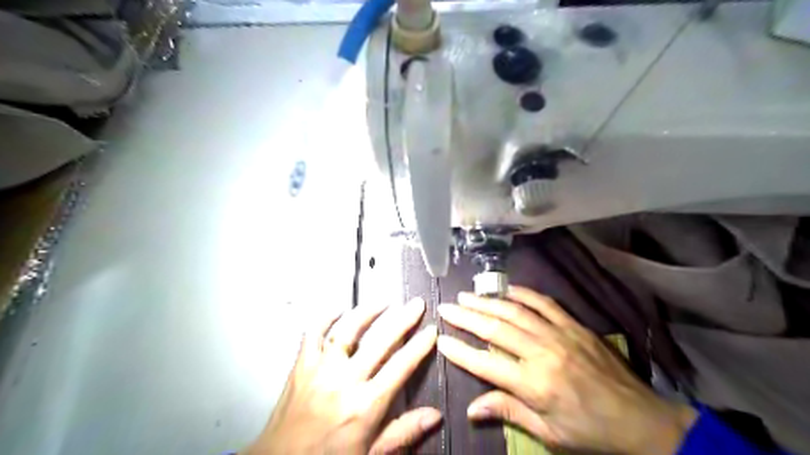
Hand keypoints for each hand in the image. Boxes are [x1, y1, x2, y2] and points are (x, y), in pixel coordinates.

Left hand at [251, 299, 441, 454]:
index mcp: (365, 405)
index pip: (400, 367)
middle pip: (380, 342)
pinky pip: (312, 334)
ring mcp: (320, 370)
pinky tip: (337, 310)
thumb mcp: (370, 453)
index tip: (432, 330)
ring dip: (367, 312)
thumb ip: (403, 432)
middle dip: (402, 320)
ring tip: (383, 301)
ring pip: (347, 331)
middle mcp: (345, 381)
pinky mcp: (300, 366)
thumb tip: (435, 415)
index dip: (419, 346)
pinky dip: (325, 319)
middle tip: (416, 304)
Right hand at [436, 288, 695, 454]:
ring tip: (466, 295)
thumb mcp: (549, 433)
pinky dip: (523, 294)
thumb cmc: (591, 432)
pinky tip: (507, 289)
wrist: (642, 419)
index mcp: (534, 384)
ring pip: (514, 312)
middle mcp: (542, 353)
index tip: (440, 339)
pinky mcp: (574, 325)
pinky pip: (544, 303)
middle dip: (466, 317)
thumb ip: (509, 412)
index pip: (485, 363)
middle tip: (446, 307)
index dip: (460, 351)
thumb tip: (471, 408)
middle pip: (495, 329)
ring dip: (487, 302)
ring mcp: (559, 335)